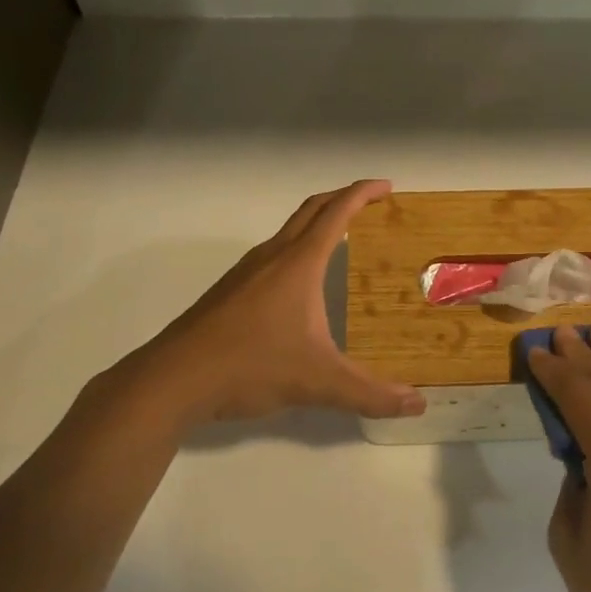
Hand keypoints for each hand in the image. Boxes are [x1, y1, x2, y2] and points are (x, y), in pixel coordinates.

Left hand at [122, 180, 426, 426]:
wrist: (172, 380)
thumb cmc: (249, 367)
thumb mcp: (318, 382)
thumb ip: (370, 395)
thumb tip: (418, 405)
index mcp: (298, 264)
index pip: (336, 213)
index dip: (363, 194)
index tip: (387, 186)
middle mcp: (271, 257)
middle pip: (310, 210)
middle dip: (342, 199)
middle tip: (371, 205)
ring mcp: (245, 273)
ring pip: (287, 232)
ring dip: (316, 224)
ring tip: (343, 242)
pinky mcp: (229, 292)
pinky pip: (272, 255)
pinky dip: (297, 250)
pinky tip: (301, 287)